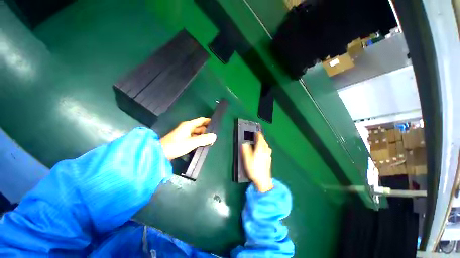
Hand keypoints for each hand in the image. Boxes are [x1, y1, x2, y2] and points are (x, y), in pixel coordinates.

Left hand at [160, 117, 216, 159]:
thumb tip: (214, 136)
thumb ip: (203, 139)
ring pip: (197, 133)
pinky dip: (199, 140)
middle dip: (207, 130)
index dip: (208, 121)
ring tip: (211, 140)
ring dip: (203, 136)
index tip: (216, 123)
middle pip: (200, 127)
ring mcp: (184, 134)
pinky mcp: (183, 140)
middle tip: (215, 135)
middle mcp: (187, 128)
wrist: (161, 154)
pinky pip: (194, 138)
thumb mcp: (191, 142)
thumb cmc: (176, 146)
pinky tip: (203, 144)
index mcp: (188, 125)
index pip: (201, 120)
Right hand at [241, 132, 273, 192]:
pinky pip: (268, 150)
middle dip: (262, 138)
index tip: (257, 132)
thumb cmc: (254, 169)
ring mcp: (268, 156)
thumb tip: (244, 144)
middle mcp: (265, 151)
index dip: (259, 135)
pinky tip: (265, 150)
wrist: (263, 180)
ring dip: (264, 142)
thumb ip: (246, 150)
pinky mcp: (269, 160)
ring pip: (267, 146)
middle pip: (264, 142)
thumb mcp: (247, 159)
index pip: (260, 140)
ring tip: (261, 142)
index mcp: (260, 150)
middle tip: (259, 136)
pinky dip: (266, 147)